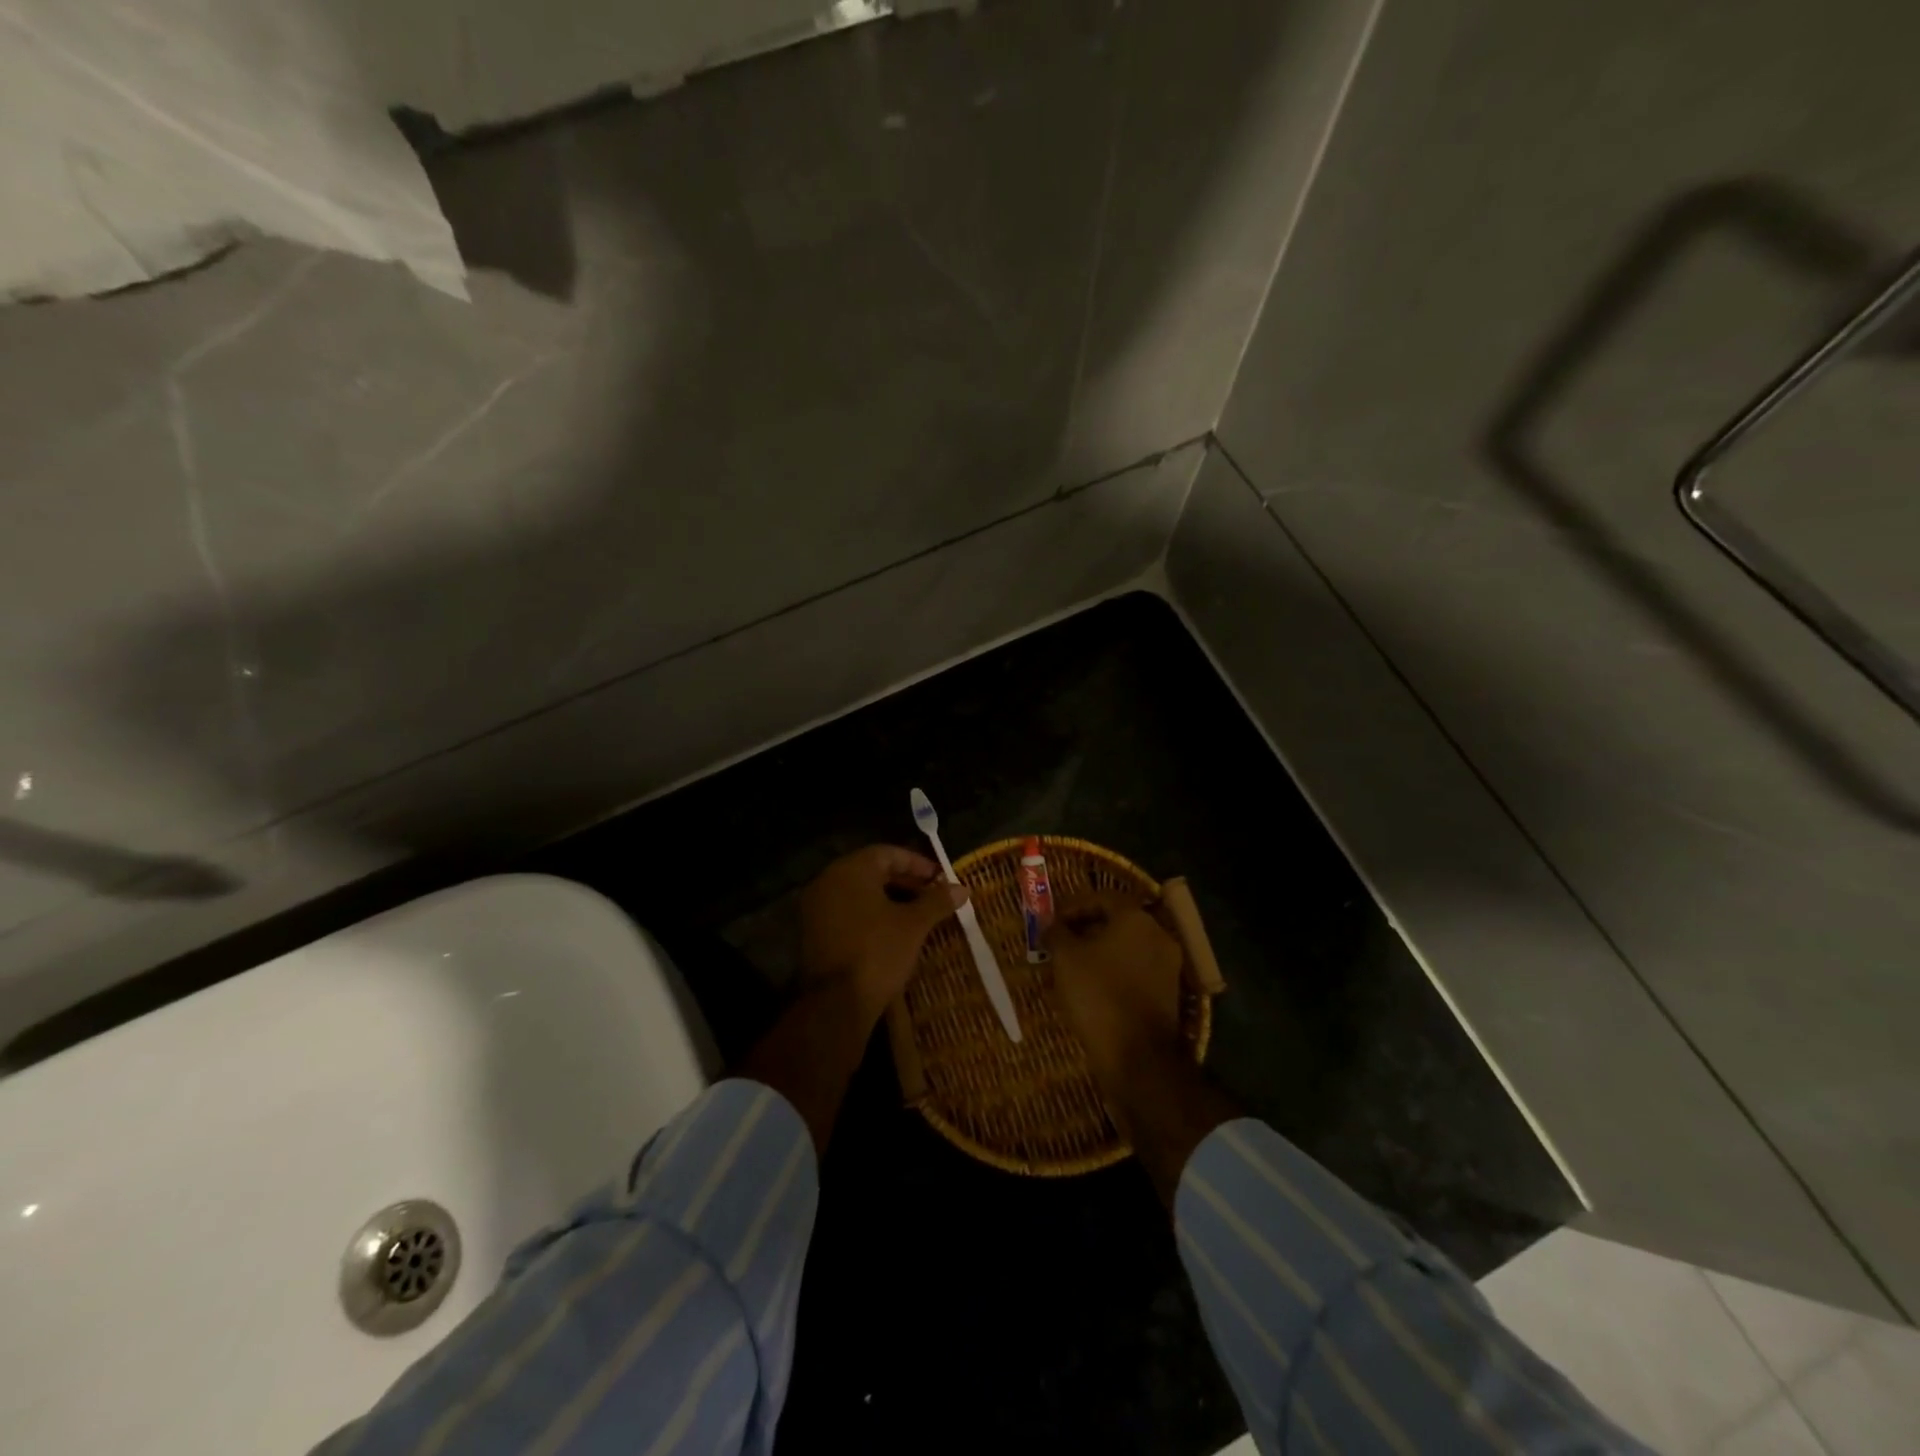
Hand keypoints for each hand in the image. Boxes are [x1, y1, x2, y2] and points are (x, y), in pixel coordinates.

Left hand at [799, 845, 968, 1013]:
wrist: (836, 1004)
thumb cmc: (878, 952)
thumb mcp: (914, 924)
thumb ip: (937, 901)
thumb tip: (962, 888)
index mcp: (851, 870)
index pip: (888, 853)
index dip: (917, 864)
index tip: (940, 879)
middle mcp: (828, 880)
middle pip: (872, 871)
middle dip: (905, 881)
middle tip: (932, 896)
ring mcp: (816, 907)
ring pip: (859, 892)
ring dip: (888, 898)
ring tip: (917, 914)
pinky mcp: (813, 932)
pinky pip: (846, 911)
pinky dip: (870, 914)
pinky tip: (892, 931)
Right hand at [1047, 893, 1184, 1088]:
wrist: (1137, 1055)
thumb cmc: (1098, 994)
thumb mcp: (1065, 958)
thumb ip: (1056, 933)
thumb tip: (1049, 924)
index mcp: (1135, 918)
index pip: (1101, 897)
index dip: (1072, 906)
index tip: (1051, 922)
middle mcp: (1157, 935)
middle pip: (1114, 923)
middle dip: (1082, 932)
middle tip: (1057, 945)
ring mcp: (1166, 966)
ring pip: (1123, 950)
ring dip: (1094, 955)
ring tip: (1066, 971)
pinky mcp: (1167, 993)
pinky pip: (1133, 972)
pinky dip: (1110, 974)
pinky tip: (1087, 991)